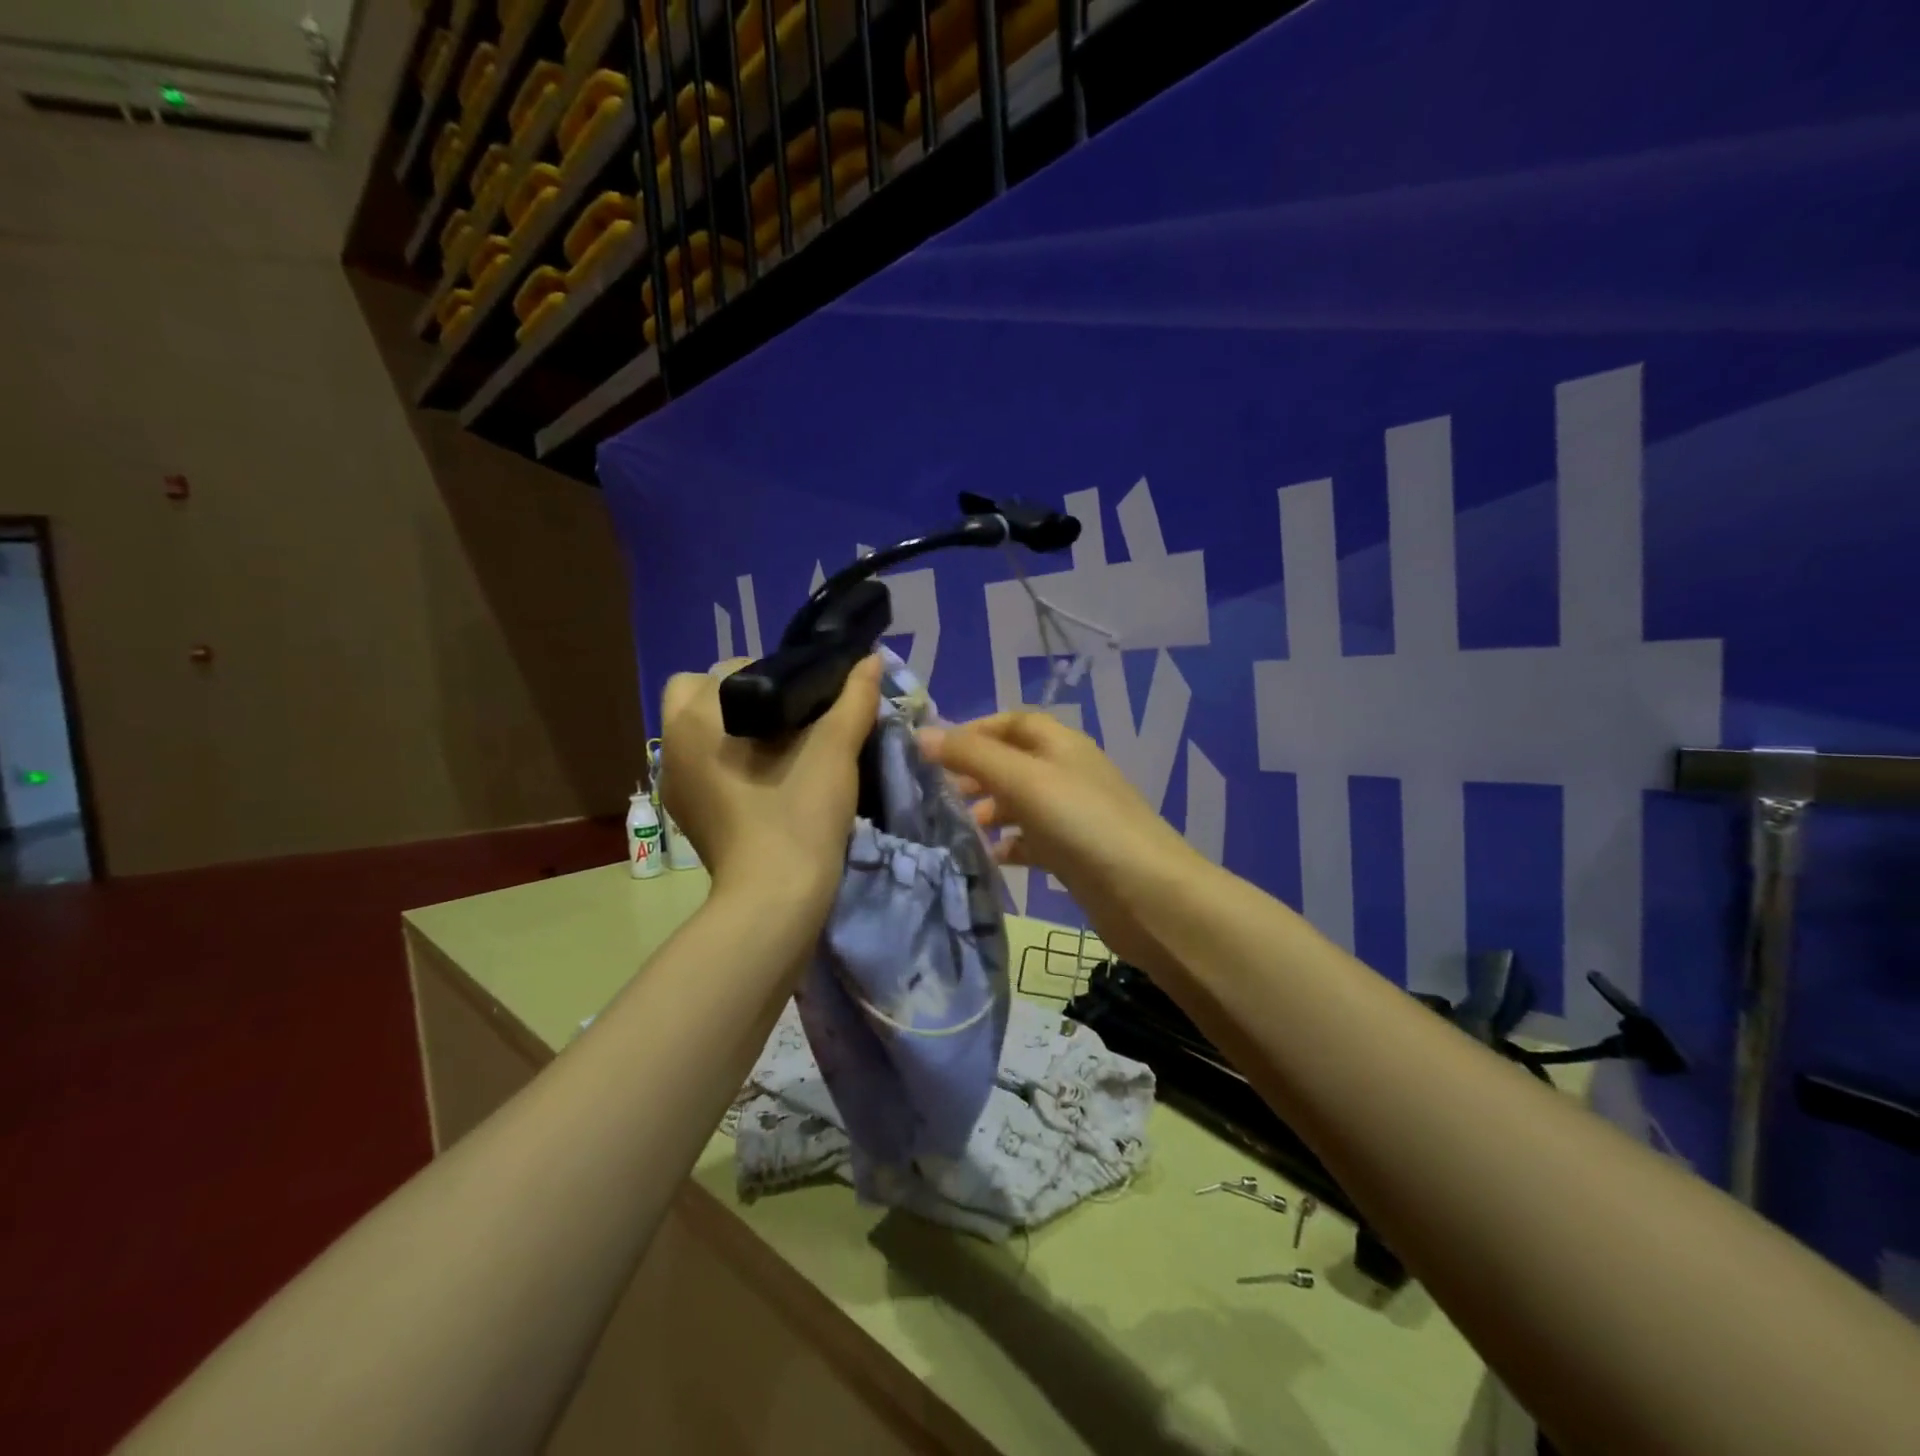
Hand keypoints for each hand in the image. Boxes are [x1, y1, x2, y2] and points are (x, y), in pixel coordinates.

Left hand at [658, 656, 881, 911]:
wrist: (775, 897)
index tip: (809, 701)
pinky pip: (701, 766)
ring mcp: (673, 781)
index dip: (776, 675)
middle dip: (744, 698)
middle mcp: (671, 740)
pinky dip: (727, 762)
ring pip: (699, 731)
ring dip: (733, 729)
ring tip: (779, 751)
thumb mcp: (836, 748)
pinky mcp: (684, 812)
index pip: (734, 668)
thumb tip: (870, 658)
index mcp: (697, 714)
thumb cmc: (799, 812)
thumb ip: (854, 697)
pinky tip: (763, 782)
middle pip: (702, 694)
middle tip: (791, 722)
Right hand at [917, 712, 1206, 967]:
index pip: (1013, 722)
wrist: (1147, 895)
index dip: (975, 730)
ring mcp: (1073, 816)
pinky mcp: (1074, 854)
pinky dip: (1008, 845)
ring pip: (1021, 803)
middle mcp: (1068, 774)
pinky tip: (989, 858)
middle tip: (940, 794)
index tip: (936, 752)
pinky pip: (1032, 841)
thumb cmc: (1083, 825)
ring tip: (958, 826)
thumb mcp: (1024, 780)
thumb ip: (972, 756)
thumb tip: (922, 735)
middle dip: (976, 773)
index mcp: (1061, 745)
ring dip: (989, 810)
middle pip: (1014, 762)